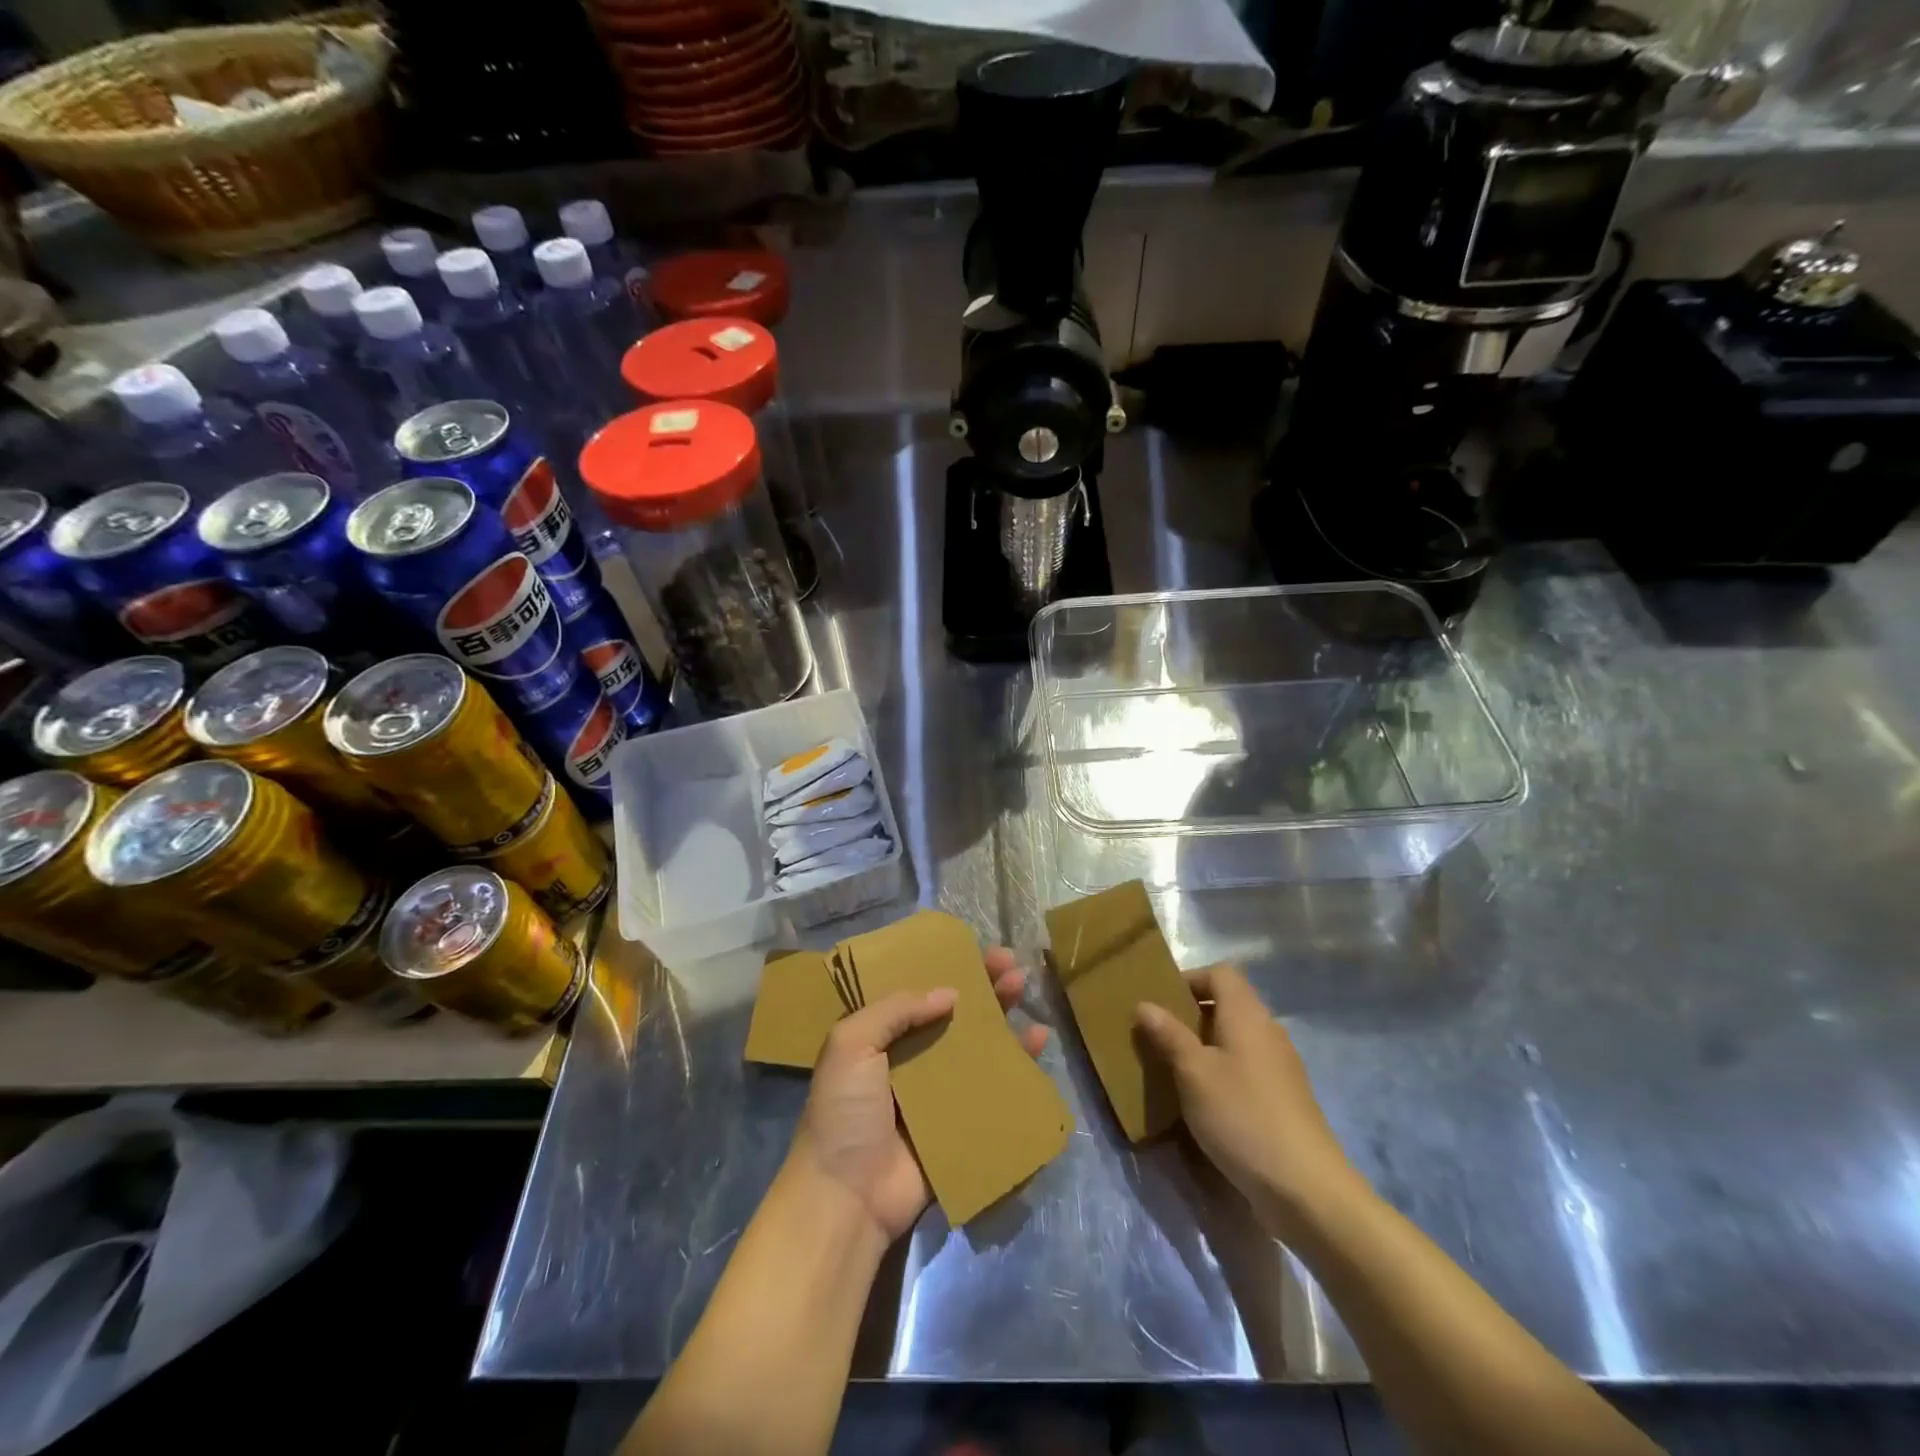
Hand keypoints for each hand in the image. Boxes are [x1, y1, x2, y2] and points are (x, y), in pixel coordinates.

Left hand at [787, 947, 1046, 1245]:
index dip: (948, 970)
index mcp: (882, 1037)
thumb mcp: (851, 1043)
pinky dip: (1018, 1064)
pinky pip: (995, 1086)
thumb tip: (949, 993)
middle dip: (984, 988)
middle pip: (956, 1014)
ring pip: (979, 1045)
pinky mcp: (963, 1122)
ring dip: (1004, 1017)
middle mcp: (913, 1058)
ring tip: (1025, 991)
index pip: (921, 993)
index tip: (976, 951)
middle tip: (1011, 966)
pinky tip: (1037, 1041)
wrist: (848, 1195)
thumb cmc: (844, 1112)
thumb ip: (895, 1009)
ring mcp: (940, 1092)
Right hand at [1135, 966, 1359, 1234]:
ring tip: (1176, 1068)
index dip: (1190, 979)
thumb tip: (1144, 1003)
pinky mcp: (1286, 1097)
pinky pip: (1248, 1066)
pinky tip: (1206, 1100)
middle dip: (1192, 1014)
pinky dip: (1224, 1070)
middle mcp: (1268, 1031)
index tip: (1161, 1001)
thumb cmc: (1242, 1116)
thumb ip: (1168, 1034)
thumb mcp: (1193, 1073)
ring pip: (1238, 1037)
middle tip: (1160, 1035)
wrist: (1305, 1188)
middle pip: (1229, 1003)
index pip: (1220, 973)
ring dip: (1207, 1045)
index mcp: (1247, 1015)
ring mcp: (1282, 1065)